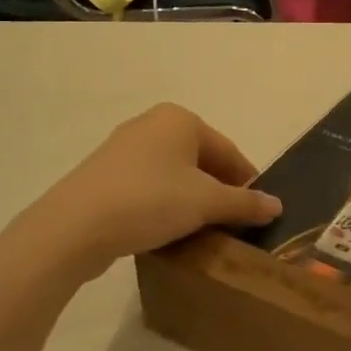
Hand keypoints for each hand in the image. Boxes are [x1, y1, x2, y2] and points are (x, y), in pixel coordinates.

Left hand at [0, 104, 280, 280]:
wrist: (73, 227)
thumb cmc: (150, 201)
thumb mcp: (206, 203)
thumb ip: (244, 203)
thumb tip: (277, 205)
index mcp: (181, 119)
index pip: (228, 151)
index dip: (247, 182)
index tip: (258, 212)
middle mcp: (152, 124)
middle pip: (201, 160)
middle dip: (218, 191)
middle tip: (231, 224)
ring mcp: (123, 149)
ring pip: (174, 175)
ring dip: (191, 200)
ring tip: (201, 231)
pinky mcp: (103, 175)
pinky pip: (148, 186)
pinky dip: (163, 205)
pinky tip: (166, 230)